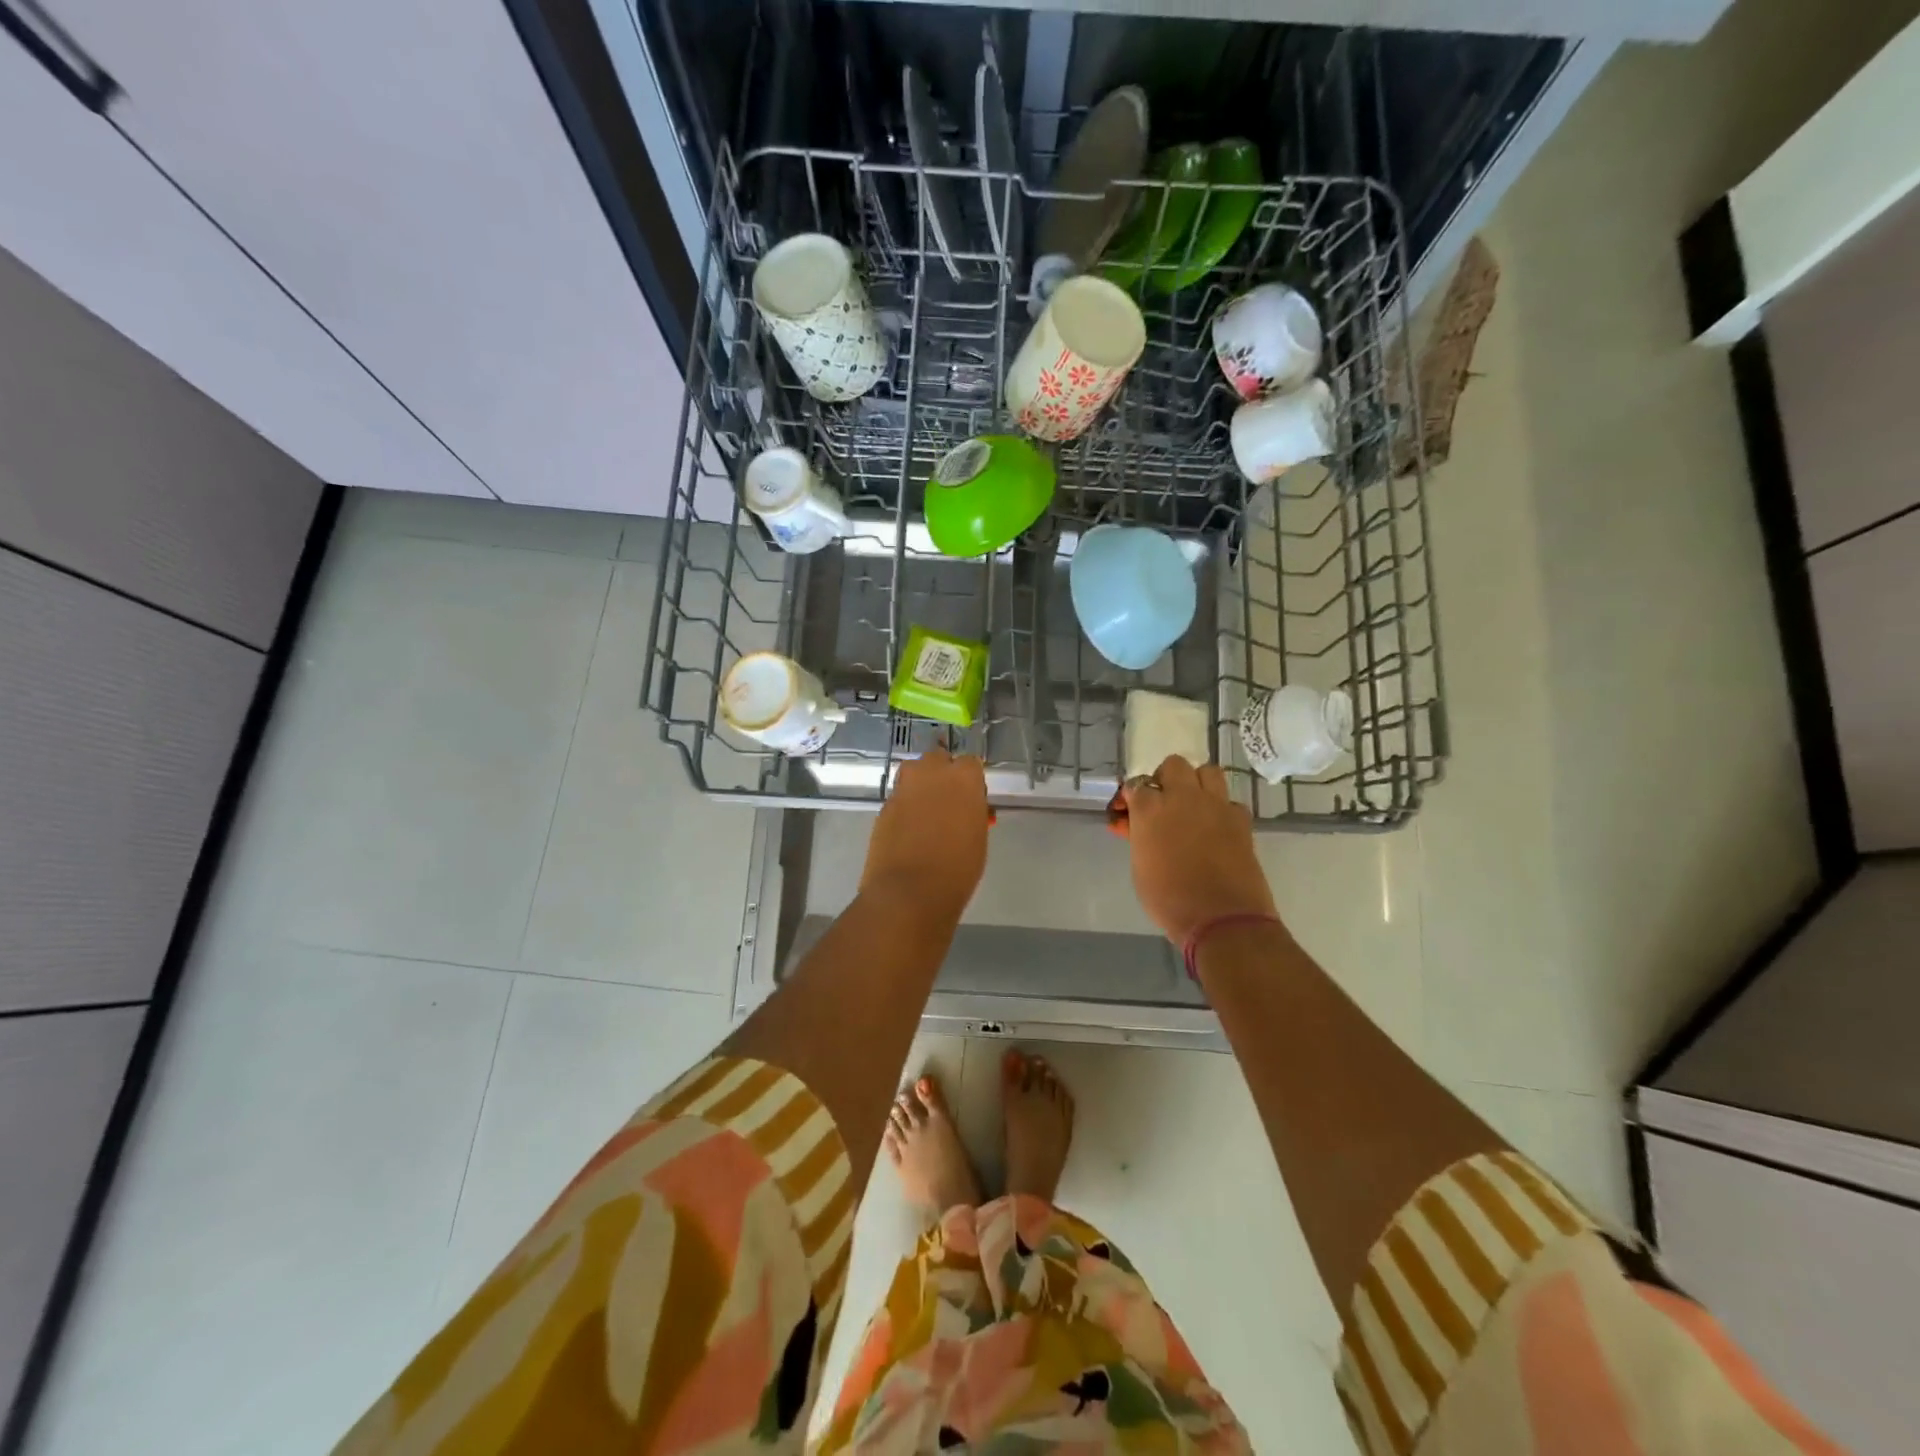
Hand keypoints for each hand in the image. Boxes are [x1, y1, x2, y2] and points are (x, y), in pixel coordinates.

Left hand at [860, 749, 989, 925]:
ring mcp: (903, 787)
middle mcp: (931, 772)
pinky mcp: (884, 805)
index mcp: (963, 777)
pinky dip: (906, 805)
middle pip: (938, 759)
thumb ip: (972, 812)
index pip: (970, 763)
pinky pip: (899, 796)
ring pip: (914, 773)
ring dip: (921, 784)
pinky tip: (909, 829)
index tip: (972, 799)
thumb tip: (965, 809)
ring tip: (927, 812)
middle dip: (943, 774)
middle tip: (949, 801)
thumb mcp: (978, 837)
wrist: (910, 891)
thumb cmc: (958, 868)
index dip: (970, 781)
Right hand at [1125, 755, 1279, 944]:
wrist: (1221, 918)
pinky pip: (1229, 801)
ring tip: (1193, 806)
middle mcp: (1183, 797)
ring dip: (1197, 783)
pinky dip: (1222, 809)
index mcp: (1150, 809)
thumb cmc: (1169, 899)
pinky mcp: (1241, 819)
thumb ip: (1140, 837)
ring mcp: (1216, 805)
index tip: (1130, 813)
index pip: (1136, 785)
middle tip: (1163, 803)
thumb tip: (1139, 826)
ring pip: (1207, 771)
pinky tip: (1217, 828)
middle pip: (1173, 766)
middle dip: (1166, 779)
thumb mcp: (1140, 867)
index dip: (1132, 798)